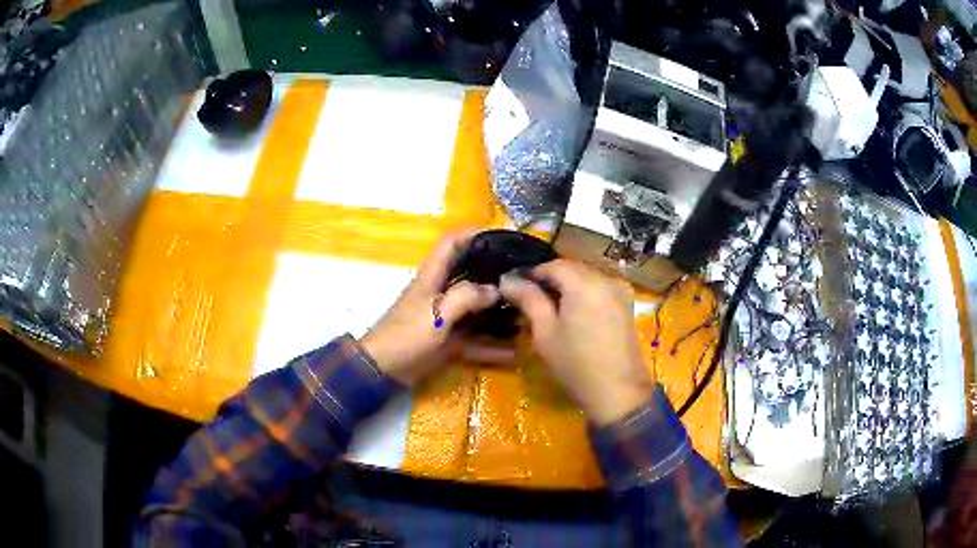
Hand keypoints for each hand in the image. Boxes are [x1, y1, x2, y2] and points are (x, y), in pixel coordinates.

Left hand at [361, 231, 515, 384]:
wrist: (385, 369)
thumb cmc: (407, 335)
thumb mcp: (437, 313)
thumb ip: (467, 297)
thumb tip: (497, 290)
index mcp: (434, 275)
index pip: (453, 242)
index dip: (475, 233)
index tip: (505, 236)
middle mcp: (442, 290)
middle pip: (471, 272)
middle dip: (496, 271)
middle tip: (526, 276)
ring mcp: (446, 315)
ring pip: (477, 306)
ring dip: (499, 308)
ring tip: (527, 311)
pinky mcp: (449, 338)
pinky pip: (475, 338)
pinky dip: (491, 345)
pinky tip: (513, 353)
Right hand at [500, 260, 654, 424]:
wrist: (617, 391)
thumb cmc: (576, 364)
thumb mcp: (545, 332)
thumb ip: (529, 300)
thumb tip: (507, 279)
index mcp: (584, 282)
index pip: (553, 265)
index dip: (533, 274)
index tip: (517, 290)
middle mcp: (605, 278)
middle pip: (572, 268)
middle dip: (551, 279)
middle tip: (531, 301)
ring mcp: (620, 290)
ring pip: (586, 277)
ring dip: (568, 287)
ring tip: (551, 309)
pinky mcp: (627, 303)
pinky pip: (600, 287)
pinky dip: (584, 293)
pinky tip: (574, 314)